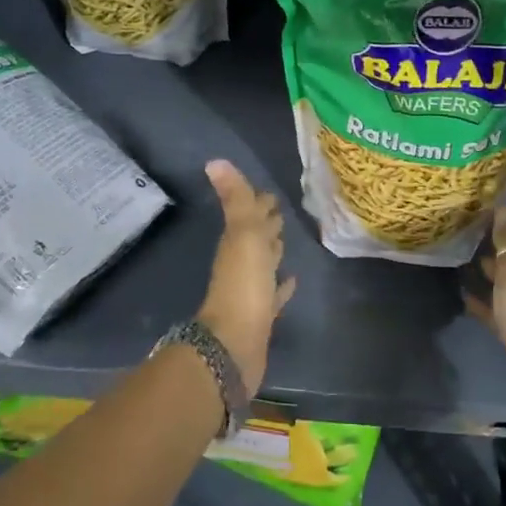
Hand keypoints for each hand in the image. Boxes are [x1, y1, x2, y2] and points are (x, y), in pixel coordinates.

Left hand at [196, 159, 295, 391]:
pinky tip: (292, 281)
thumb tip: (214, 161)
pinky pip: (273, 294)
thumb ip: (236, 200)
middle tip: (281, 210)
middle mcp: (241, 263)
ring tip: (286, 239)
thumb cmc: (242, 285)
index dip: (258, 202)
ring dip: (273, 251)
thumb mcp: (242, 235)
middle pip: (256, 238)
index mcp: (237, 243)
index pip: (250, 215)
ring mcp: (251, 291)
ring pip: (264, 264)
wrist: (234, 344)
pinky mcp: (262, 315)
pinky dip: (281, 286)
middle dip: (267, 223)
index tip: (270, 191)